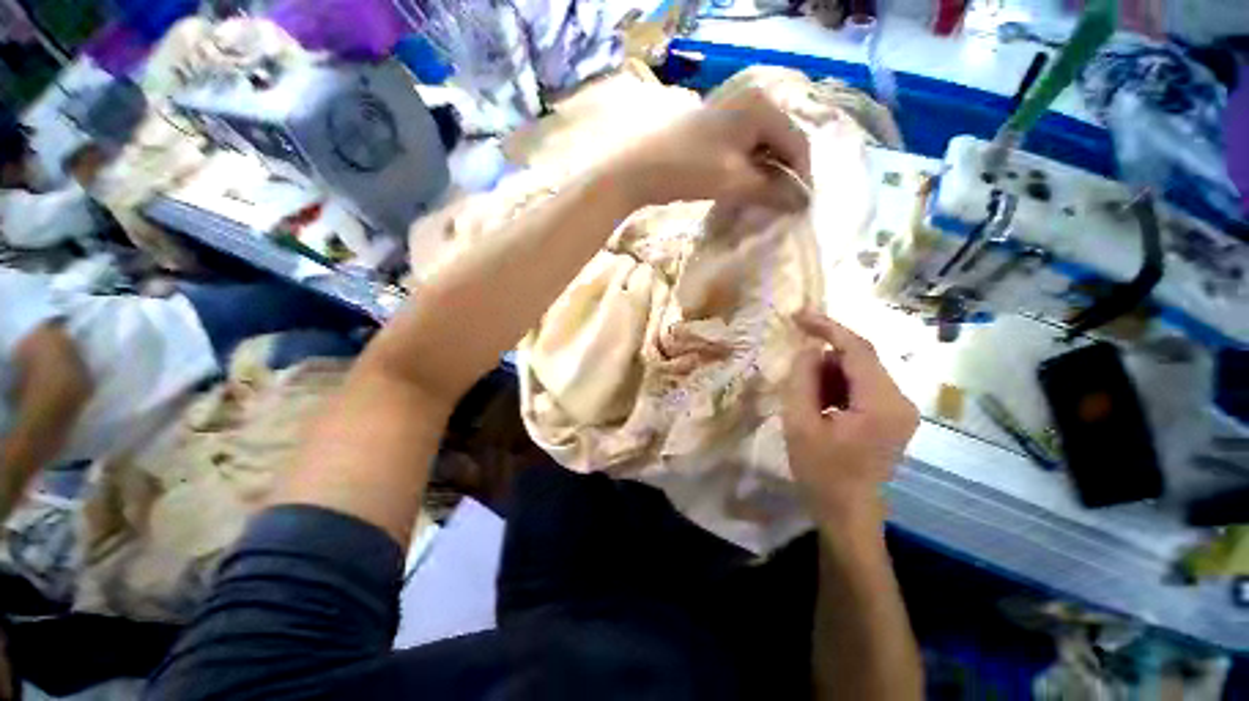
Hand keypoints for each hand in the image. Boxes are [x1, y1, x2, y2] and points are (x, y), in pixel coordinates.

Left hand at [609, 85, 810, 210]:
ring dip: (763, 175)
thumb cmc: (689, 169)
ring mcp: (729, 113)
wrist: (638, 167)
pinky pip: (741, 150)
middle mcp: (749, 101)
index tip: (799, 205)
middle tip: (780, 205)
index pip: (796, 142)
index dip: (801, 176)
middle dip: (781, 175)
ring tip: (762, 201)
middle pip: (778, 143)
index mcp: (761, 106)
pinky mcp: (713, 129)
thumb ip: (771, 189)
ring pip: (759, 148)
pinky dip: (746, 170)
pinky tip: (742, 189)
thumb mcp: (734, 181)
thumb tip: (801, 200)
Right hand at [782, 310, 918, 523]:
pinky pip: (862, 387)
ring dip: (828, 375)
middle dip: (824, 359)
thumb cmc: (820, 472)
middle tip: (794, 376)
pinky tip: (820, 406)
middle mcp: (900, 401)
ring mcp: (899, 409)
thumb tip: (810, 349)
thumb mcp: (800, 423)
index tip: (798, 315)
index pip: (858, 349)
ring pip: (859, 372)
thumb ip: (803, 379)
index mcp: (881, 403)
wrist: (847, 512)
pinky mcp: (892, 416)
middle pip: (860, 360)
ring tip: (806, 399)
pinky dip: (837, 387)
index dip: (827, 327)